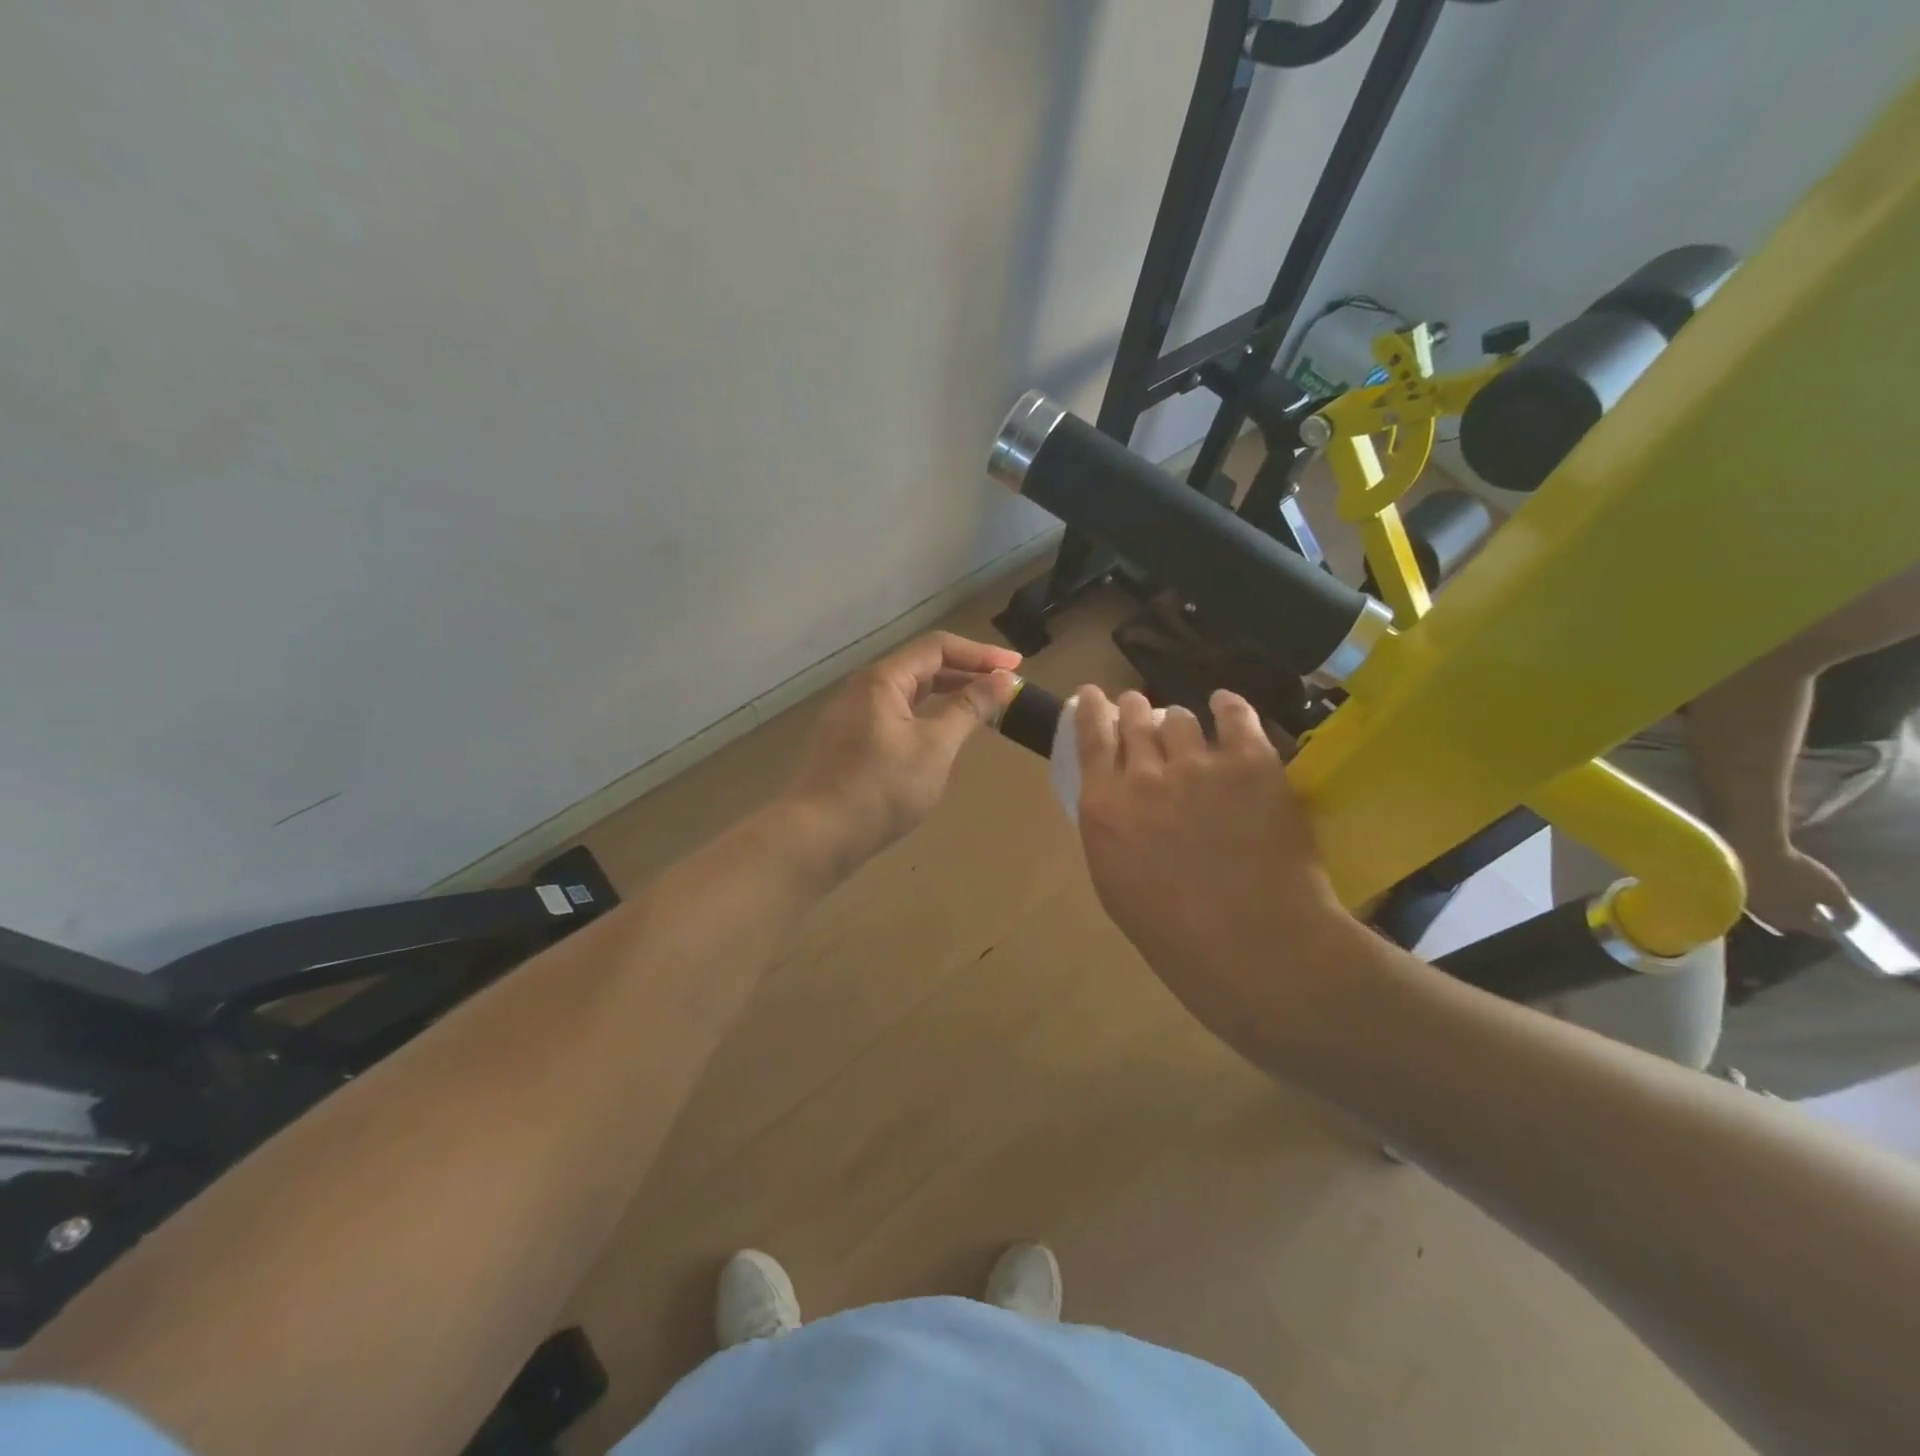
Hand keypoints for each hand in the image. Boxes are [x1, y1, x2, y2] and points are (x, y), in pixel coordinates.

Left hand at [782, 632, 1020, 873]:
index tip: (1016, 666)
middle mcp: (863, 689)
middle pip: (921, 667)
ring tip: (981, 709)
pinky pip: (895, 716)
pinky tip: (941, 737)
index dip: (980, 653)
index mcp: (882, 680)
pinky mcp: (849, 744)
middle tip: (1004, 687)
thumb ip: (970, 709)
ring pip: (908, 694)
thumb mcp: (935, 747)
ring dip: (946, 696)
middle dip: (966, 673)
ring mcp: (852, 717)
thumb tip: (1003, 679)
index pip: (938, 648)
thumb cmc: (881, 788)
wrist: (816, 836)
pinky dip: (926, 717)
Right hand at [1073, 686, 1367, 1055]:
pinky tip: (1224, 705)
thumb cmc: (1175, 936)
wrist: (1254, 948)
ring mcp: (1199, 765)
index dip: (1091, 709)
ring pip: (1180, 718)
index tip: (1093, 695)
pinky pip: (1235, 715)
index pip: (1090, 737)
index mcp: (1104, 808)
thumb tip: (1116, 803)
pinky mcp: (1251, 763)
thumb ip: (1110, 831)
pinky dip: (1227, 706)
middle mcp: (1144, 776)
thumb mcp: (1115, 885)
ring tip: (1187, 726)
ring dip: (1177, 720)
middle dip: (1134, 709)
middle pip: (1134, 719)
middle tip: (1139, 709)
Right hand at [1739, 841, 1853, 935]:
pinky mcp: (1733, 889)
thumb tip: (1848, 925)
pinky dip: (1766, 891)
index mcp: (1796, 923)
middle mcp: (1770, 919)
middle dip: (1804, 914)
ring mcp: (1749, 904)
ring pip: (1772, 908)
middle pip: (1793, 920)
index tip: (1843, 918)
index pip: (1822, 931)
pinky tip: (1771, 880)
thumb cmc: (1794, 874)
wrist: (1746, 851)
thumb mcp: (1832, 891)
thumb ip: (1845, 911)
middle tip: (1815, 902)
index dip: (1835, 925)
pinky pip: (1756, 895)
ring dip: (1782, 902)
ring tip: (1792, 889)